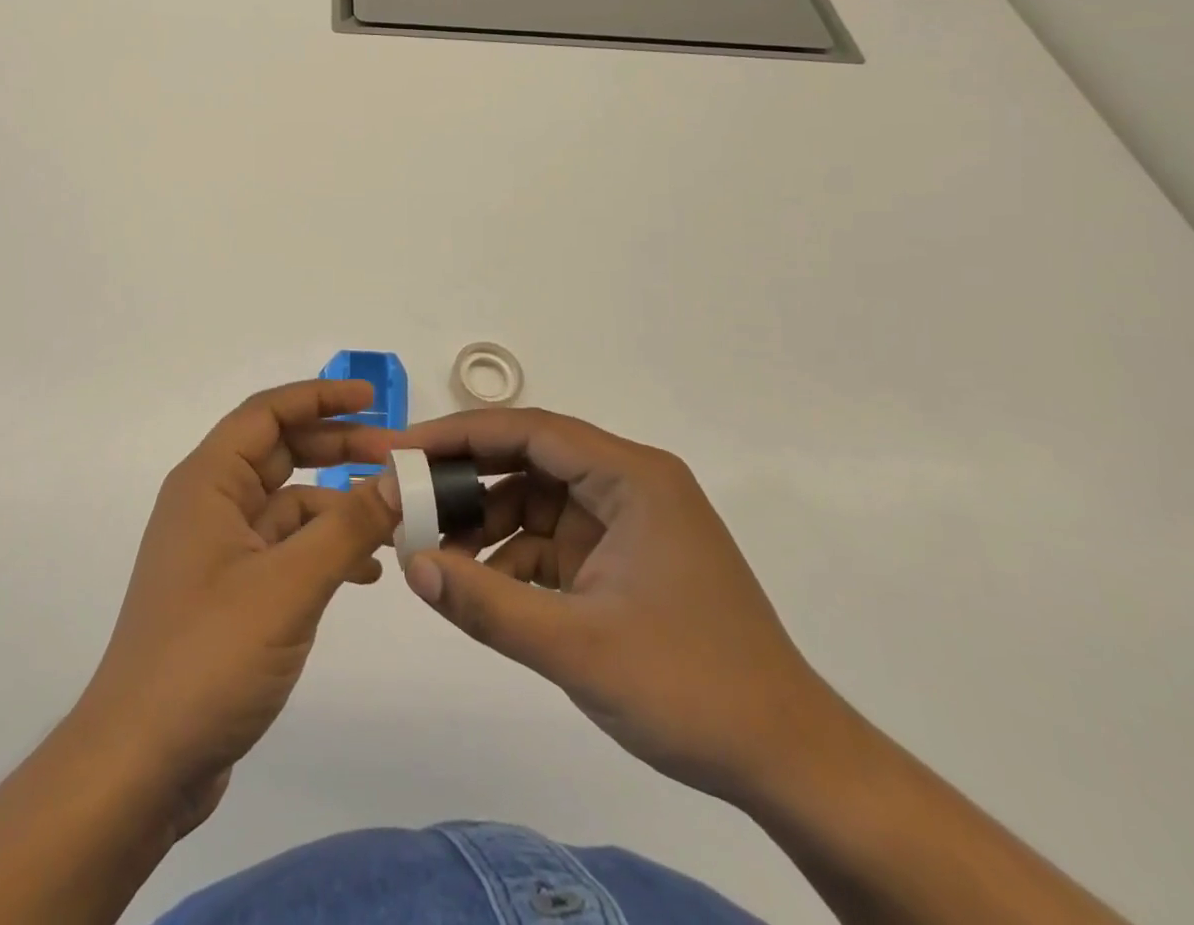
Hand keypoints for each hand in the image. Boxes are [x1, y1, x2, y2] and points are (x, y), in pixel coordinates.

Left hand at [69, 379, 400, 833]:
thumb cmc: (207, 655)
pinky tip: (366, 573)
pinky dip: (325, 550)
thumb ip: (347, 527)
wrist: (141, 763)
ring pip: (288, 505)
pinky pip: (286, 550)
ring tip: (395, 520)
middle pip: (281, 453)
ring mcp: (220, 550)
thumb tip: (399, 479)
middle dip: (339, 449)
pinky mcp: (231, 592)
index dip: (319, 397)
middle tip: (397, 458)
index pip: (267, 413)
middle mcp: (211, 504)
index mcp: (209, 482)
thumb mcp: (288, 585)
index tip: (373, 401)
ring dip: (339, 506)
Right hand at [355, 408, 838, 804]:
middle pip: (529, 458)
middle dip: (467, 478)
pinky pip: (552, 539)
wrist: (790, 764)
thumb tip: (411, 565)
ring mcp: (626, 521)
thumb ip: (487, 605)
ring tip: (435, 552)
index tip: (403, 450)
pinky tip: (480, 588)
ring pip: (535, 499)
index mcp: (631, 478)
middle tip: (407, 496)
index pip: (530, 430)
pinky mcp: (622, 558)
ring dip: (486, 523)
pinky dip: (513, 558)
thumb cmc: (691, 690)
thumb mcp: (577, 648)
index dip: (460, 434)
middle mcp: (629, 484)